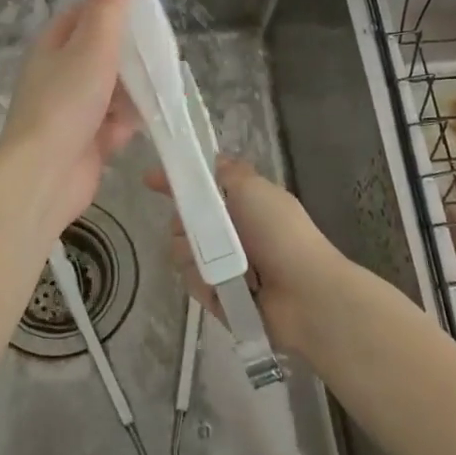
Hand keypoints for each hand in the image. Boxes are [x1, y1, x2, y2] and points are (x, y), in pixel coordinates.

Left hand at [0, 0, 139, 234]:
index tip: (148, 11)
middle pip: (104, 53)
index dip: (116, 8)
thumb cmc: (65, 103)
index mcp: (54, 44)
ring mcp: (73, 109)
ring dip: (134, 93)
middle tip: (162, 56)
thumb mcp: (91, 46)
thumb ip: (107, 4)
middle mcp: (60, 73)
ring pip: (114, 89)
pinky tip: (140, 126)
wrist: (44, 176)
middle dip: (132, 57)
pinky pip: (115, 123)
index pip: (87, 14)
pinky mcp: (86, 140)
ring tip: (158, 90)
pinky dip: (128, 124)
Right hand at [145, 157, 349, 354]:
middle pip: (184, 221)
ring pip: (183, 253)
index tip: (149, 180)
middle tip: (195, 229)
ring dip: (195, 256)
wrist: (306, 295)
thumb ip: (227, 172)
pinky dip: (205, 284)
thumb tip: (212, 159)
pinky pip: (193, 283)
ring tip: (219, 265)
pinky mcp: (219, 295)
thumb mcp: (254, 189)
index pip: (200, 188)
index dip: (175, 183)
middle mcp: (232, 232)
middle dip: (184, 224)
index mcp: (242, 204)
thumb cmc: (281, 234)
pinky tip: (221, 288)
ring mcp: (225, 265)